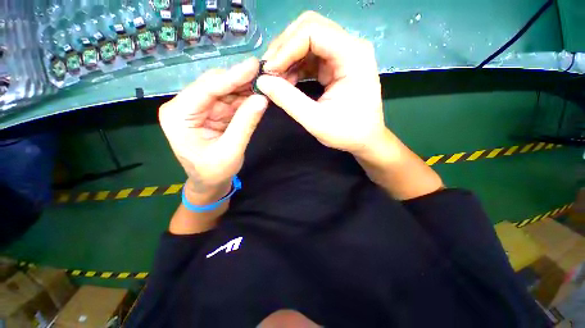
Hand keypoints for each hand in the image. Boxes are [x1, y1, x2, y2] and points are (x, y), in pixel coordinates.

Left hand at [159, 58, 267, 196]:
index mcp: (178, 115)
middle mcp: (185, 106)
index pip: (207, 89)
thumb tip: (262, 99)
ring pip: (224, 91)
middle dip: (239, 80)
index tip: (254, 65)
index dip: (232, 76)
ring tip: (263, 82)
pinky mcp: (211, 113)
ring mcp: (199, 108)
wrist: (210, 182)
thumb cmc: (214, 171)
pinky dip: (244, 98)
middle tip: (263, 73)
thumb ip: (245, 124)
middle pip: (214, 85)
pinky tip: (257, 94)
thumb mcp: (231, 150)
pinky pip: (229, 101)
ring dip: (244, 88)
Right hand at [257, 11, 384, 156]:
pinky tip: (286, 82)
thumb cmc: (347, 132)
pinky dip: (294, 67)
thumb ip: (288, 100)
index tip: (268, 71)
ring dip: (287, 58)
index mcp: (353, 55)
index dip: (285, 48)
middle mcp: (350, 47)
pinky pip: (310, 57)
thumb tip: (262, 82)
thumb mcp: (315, 120)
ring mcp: (343, 55)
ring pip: (307, 41)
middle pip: (309, 29)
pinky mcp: (335, 65)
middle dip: (284, 48)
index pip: (313, 32)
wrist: (365, 139)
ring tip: (275, 80)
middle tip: (269, 72)